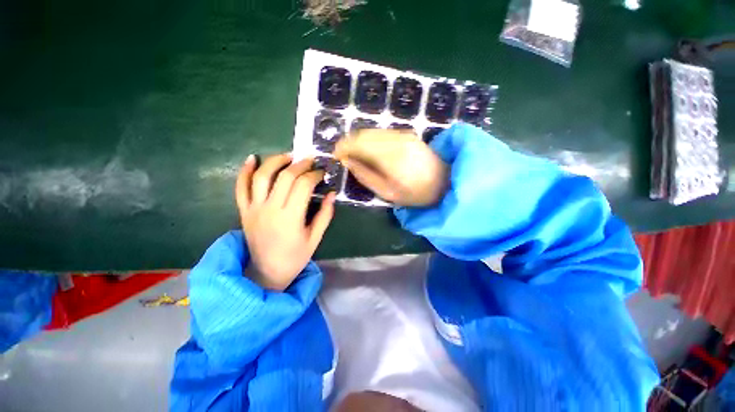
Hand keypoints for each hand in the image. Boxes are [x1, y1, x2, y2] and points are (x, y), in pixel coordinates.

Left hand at [236, 153, 335, 290]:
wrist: (267, 272)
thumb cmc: (295, 257)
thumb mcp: (315, 238)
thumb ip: (325, 215)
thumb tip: (332, 193)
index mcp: (291, 218)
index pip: (303, 186)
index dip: (314, 175)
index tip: (322, 172)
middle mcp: (270, 209)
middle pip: (284, 177)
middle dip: (300, 164)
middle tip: (310, 160)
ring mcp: (254, 209)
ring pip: (261, 176)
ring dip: (275, 161)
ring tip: (288, 156)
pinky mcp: (244, 211)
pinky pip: (240, 187)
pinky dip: (244, 171)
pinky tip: (252, 158)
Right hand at [334, 129, 449, 206]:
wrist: (445, 182)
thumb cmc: (416, 193)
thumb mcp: (387, 192)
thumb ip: (365, 176)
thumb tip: (347, 161)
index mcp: (391, 157)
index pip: (358, 142)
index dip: (342, 147)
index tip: (335, 156)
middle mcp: (396, 140)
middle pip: (363, 134)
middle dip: (348, 143)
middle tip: (343, 157)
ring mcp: (403, 134)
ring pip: (371, 132)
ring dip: (359, 141)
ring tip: (355, 156)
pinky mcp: (407, 134)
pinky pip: (381, 133)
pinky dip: (370, 140)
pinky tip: (370, 152)